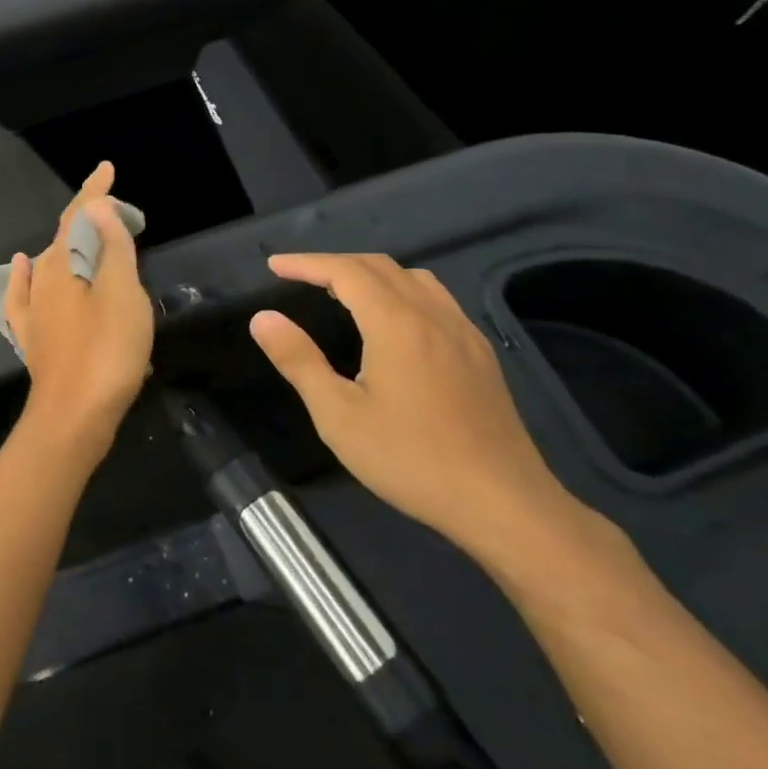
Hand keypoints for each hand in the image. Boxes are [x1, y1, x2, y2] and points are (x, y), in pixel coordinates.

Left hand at [5, 162, 153, 463]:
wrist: (73, 417)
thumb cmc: (106, 351)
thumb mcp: (121, 294)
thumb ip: (111, 248)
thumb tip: (96, 206)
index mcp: (62, 265)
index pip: (78, 216)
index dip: (94, 191)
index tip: (107, 169)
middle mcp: (41, 281)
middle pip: (65, 238)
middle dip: (90, 220)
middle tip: (121, 215)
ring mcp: (33, 311)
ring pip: (52, 265)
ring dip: (72, 247)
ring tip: (93, 239)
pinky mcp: (33, 337)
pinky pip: (28, 294)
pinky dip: (29, 275)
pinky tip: (24, 267)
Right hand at [250, 253, 586, 570]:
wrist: (504, 504)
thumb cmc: (411, 459)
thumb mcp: (338, 416)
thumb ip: (299, 360)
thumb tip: (263, 318)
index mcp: (396, 324)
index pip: (345, 271)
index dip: (307, 263)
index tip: (274, 265)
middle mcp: (433, 316)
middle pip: (380, 267)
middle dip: (335, 264)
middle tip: (300, 276)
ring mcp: (464, 334)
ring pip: (414, 279)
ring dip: (372, 274)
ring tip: (342, 292)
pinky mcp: (481, 355)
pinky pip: (437, 300)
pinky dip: (402, 291)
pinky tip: (394, 323)